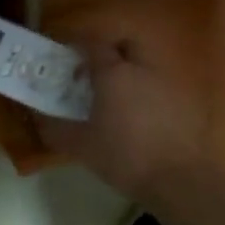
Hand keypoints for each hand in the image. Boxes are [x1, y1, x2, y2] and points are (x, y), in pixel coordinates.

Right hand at [38, 36, 212, 200]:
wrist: (178, 180)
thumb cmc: (123, 157)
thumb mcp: (80, 146)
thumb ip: (55, 128)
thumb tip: (38, 117)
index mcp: (113, 73)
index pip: (92, 44)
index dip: (77, 47)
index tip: (66, 61)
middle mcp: (142, 68)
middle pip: (125, 44)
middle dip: (109, 51)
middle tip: (94, 73)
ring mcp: (169, 82)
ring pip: (146, 63)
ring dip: (130, 71)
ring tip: (117, 96)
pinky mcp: (187, 101)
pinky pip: (162, 84)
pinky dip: (149, 91)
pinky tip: (141, 116)